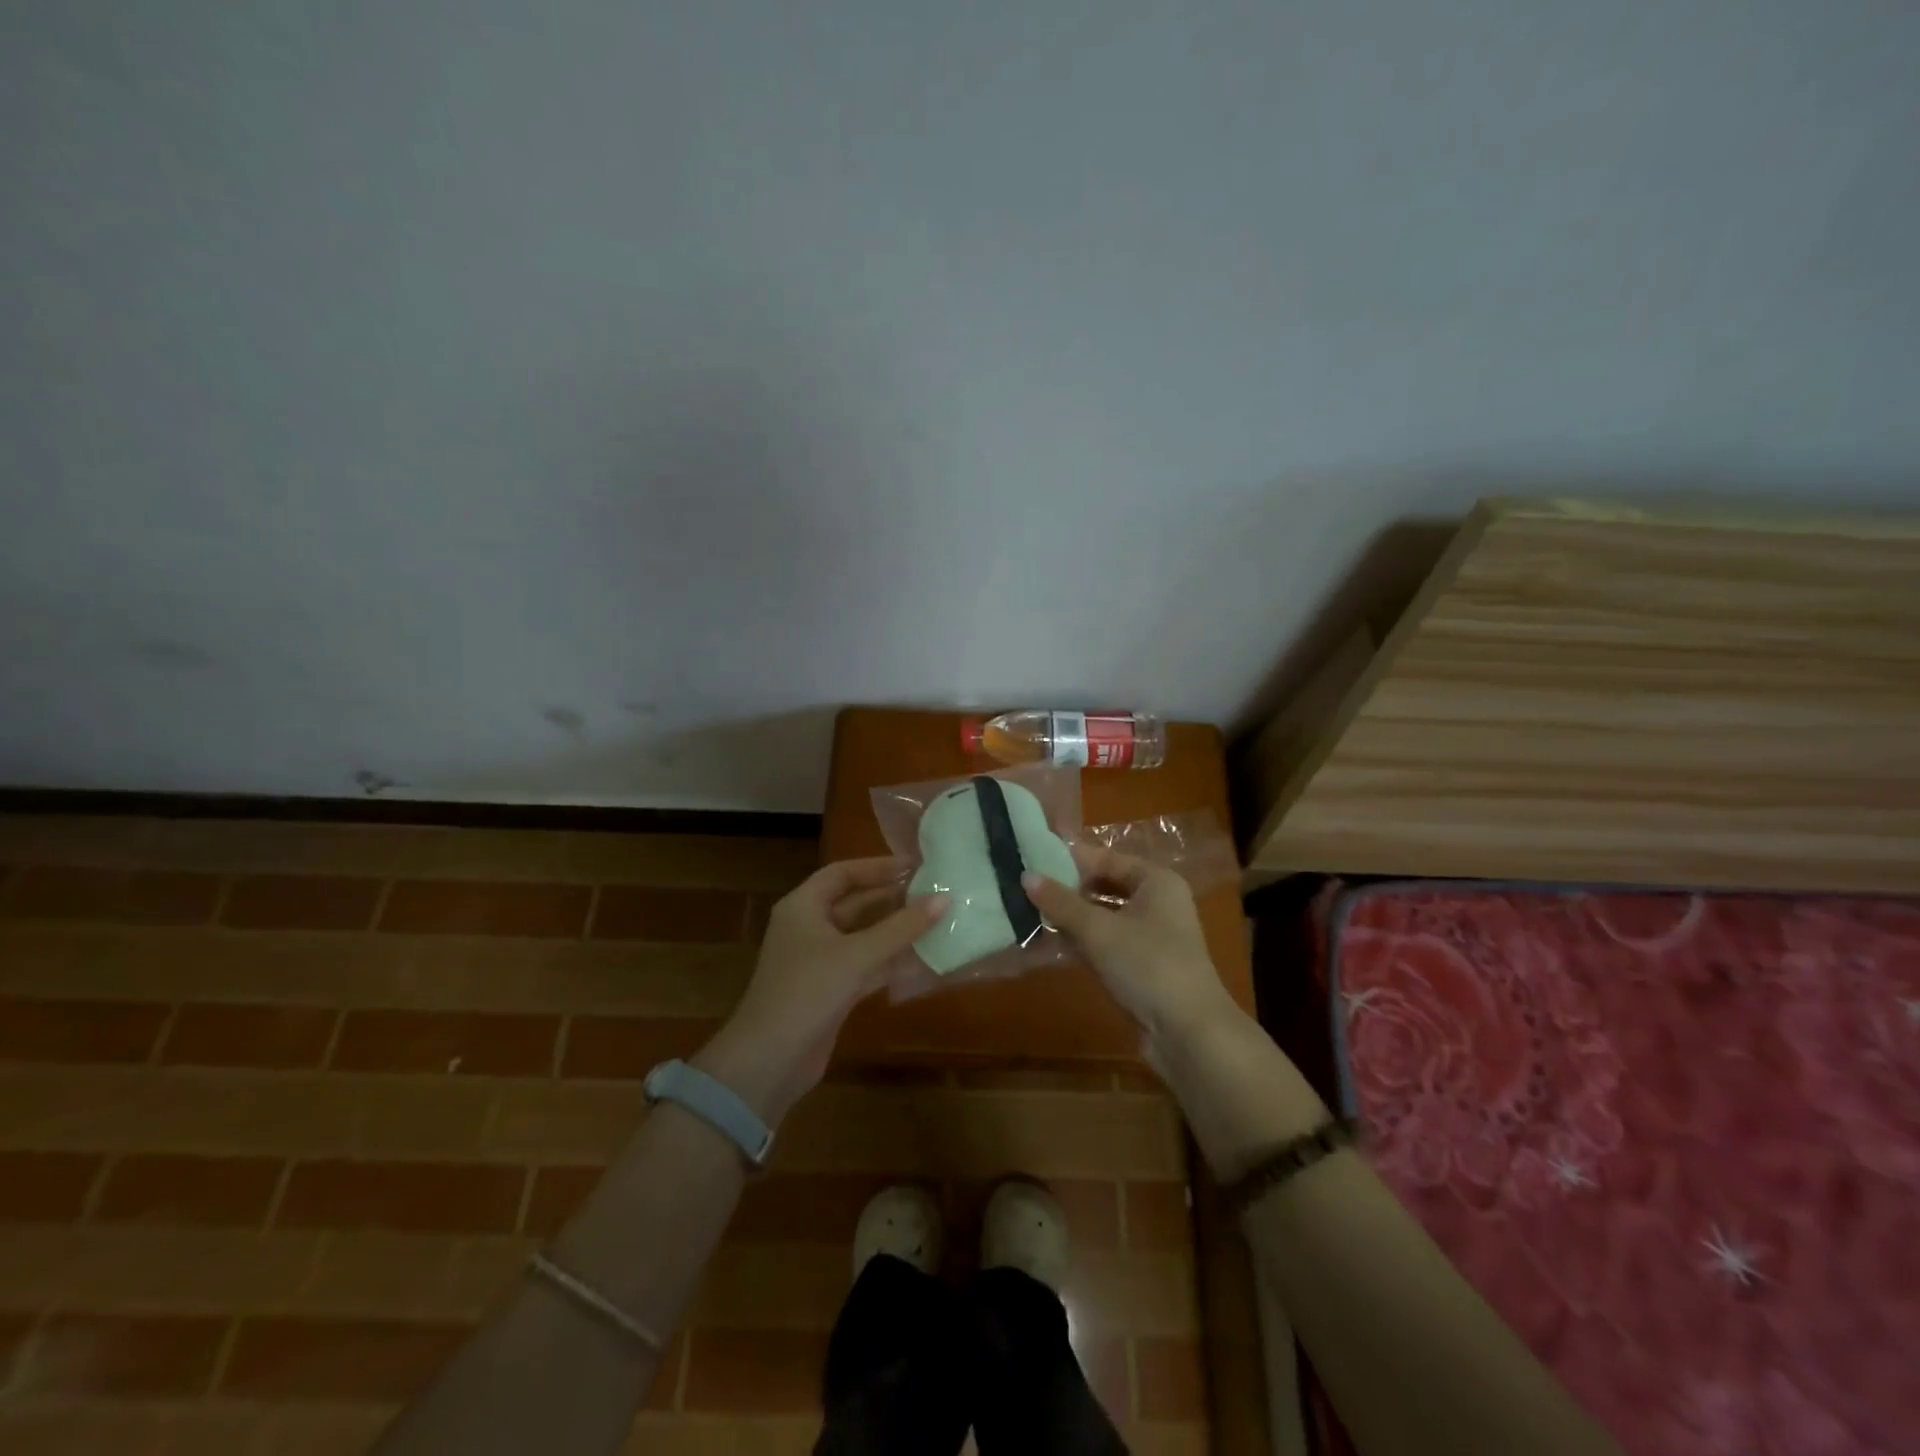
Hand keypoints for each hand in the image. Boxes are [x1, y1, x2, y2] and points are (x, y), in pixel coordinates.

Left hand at [695, 857, 946, 1121]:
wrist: (769, 1061)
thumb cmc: (808, 991)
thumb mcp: (857, 955)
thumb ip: (902, 927)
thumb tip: (944, 899)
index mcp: (803, 906)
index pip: (843, 873)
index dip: (878, 867)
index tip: (916, 866)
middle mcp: (809, 927)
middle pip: (855, 903)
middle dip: (892, 899)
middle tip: (935, 893)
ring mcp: (819, 960)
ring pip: (863, 936)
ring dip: (896, 931)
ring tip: (937, 921)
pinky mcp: (830, 990)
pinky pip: (865, 965)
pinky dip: (890, 961)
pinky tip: (923, 959)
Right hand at [1023, 845, 1234, 1052]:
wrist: (1188, 1033)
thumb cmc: (1147, 965)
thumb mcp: (1098, 930)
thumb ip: (1060, 902)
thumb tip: (1026, 876)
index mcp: (1157, 881)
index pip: (1107, 858)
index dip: (1070, 859)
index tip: (1032, 860)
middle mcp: (1158, 903)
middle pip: (1105, 886)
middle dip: (1068, 889)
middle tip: (1026, 888)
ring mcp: (1152, 937)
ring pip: (1104, 916)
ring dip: (1072, 917)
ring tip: (1030, 913)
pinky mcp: (1143, 966)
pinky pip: (1106, 942)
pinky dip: (1082, 941)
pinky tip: (1050, 943)